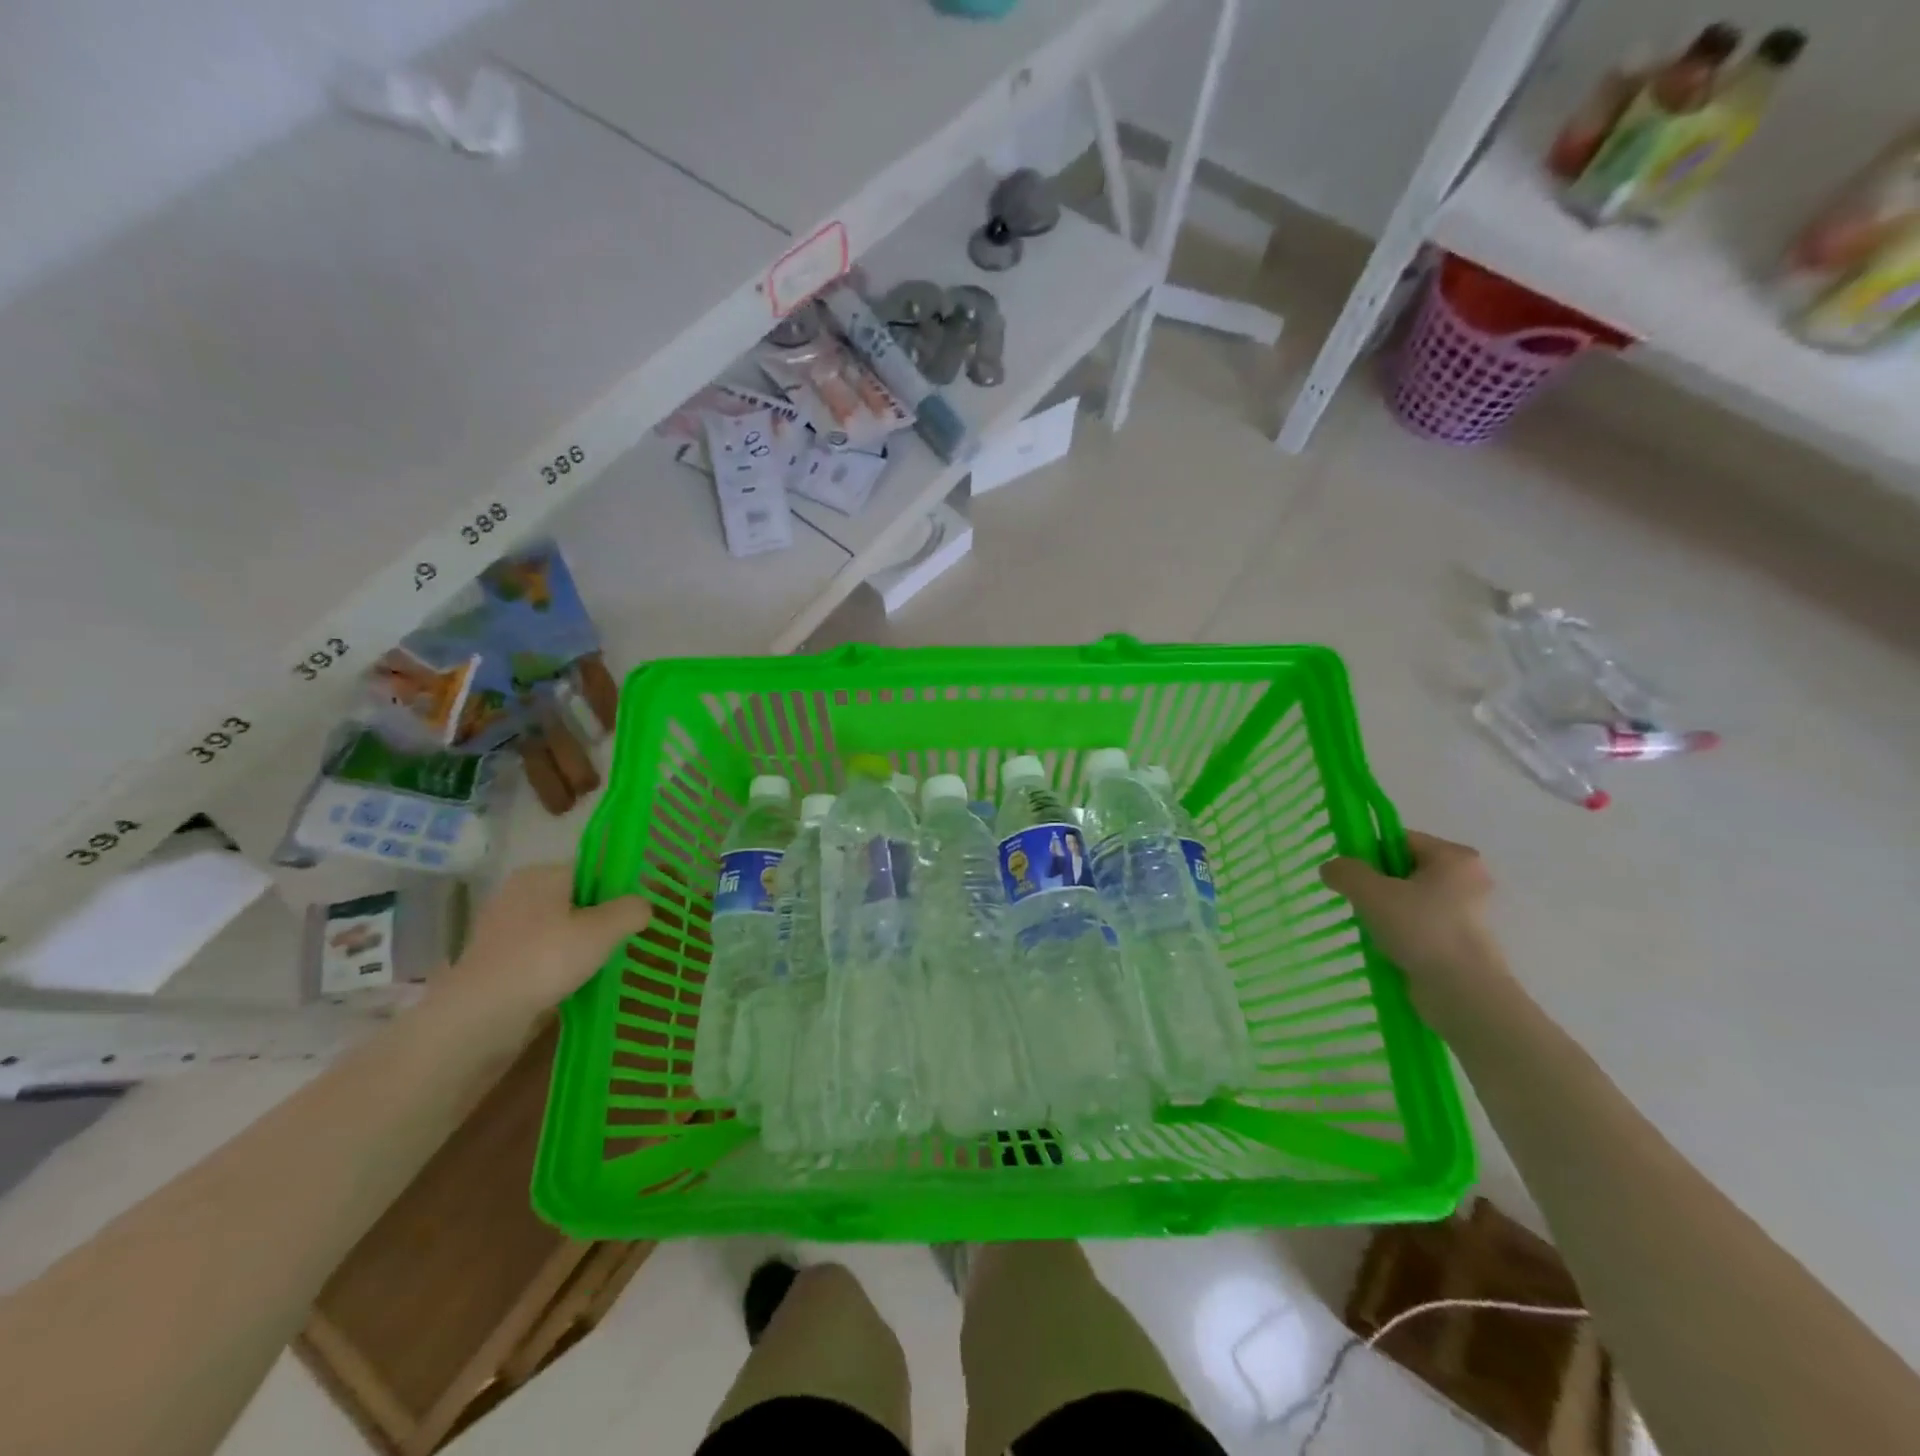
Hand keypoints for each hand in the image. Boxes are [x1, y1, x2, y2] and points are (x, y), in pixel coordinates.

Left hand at [435, 865, 650, 1024]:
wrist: (479, 1017)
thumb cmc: (546, 960)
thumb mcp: (604, 931)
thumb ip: (631, 911)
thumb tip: (642, 906)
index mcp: (542, 874)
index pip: (591, 871)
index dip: (617, 891)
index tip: (635, 916)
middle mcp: (517, 893)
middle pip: (574, 900)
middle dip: (599, 920)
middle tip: (623, 943)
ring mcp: (501, 929)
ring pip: (556, 929)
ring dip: (578, 946)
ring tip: (602, 966)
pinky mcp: (493, 962)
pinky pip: (538, 955)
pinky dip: (557, 966)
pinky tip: (573, 984)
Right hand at [1319, 832, 1514, 1033]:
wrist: (1464, 994)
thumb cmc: (1422, 931)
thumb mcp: (1371, 893)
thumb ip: (1345, 872)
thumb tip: (1331, 869)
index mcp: (1454, 857)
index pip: (1398, 840)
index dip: (1368, 853)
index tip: (1349, 876)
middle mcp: (1466, 879)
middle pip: (1402, 869)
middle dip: (1375, 884)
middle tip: (1356, 901)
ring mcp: (1467, 912)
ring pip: (1409, 899)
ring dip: (1385, 910)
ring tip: (1369, 927)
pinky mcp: (1461, 941)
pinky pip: (1419, 924)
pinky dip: (1400, 931)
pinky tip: (1385, 945)